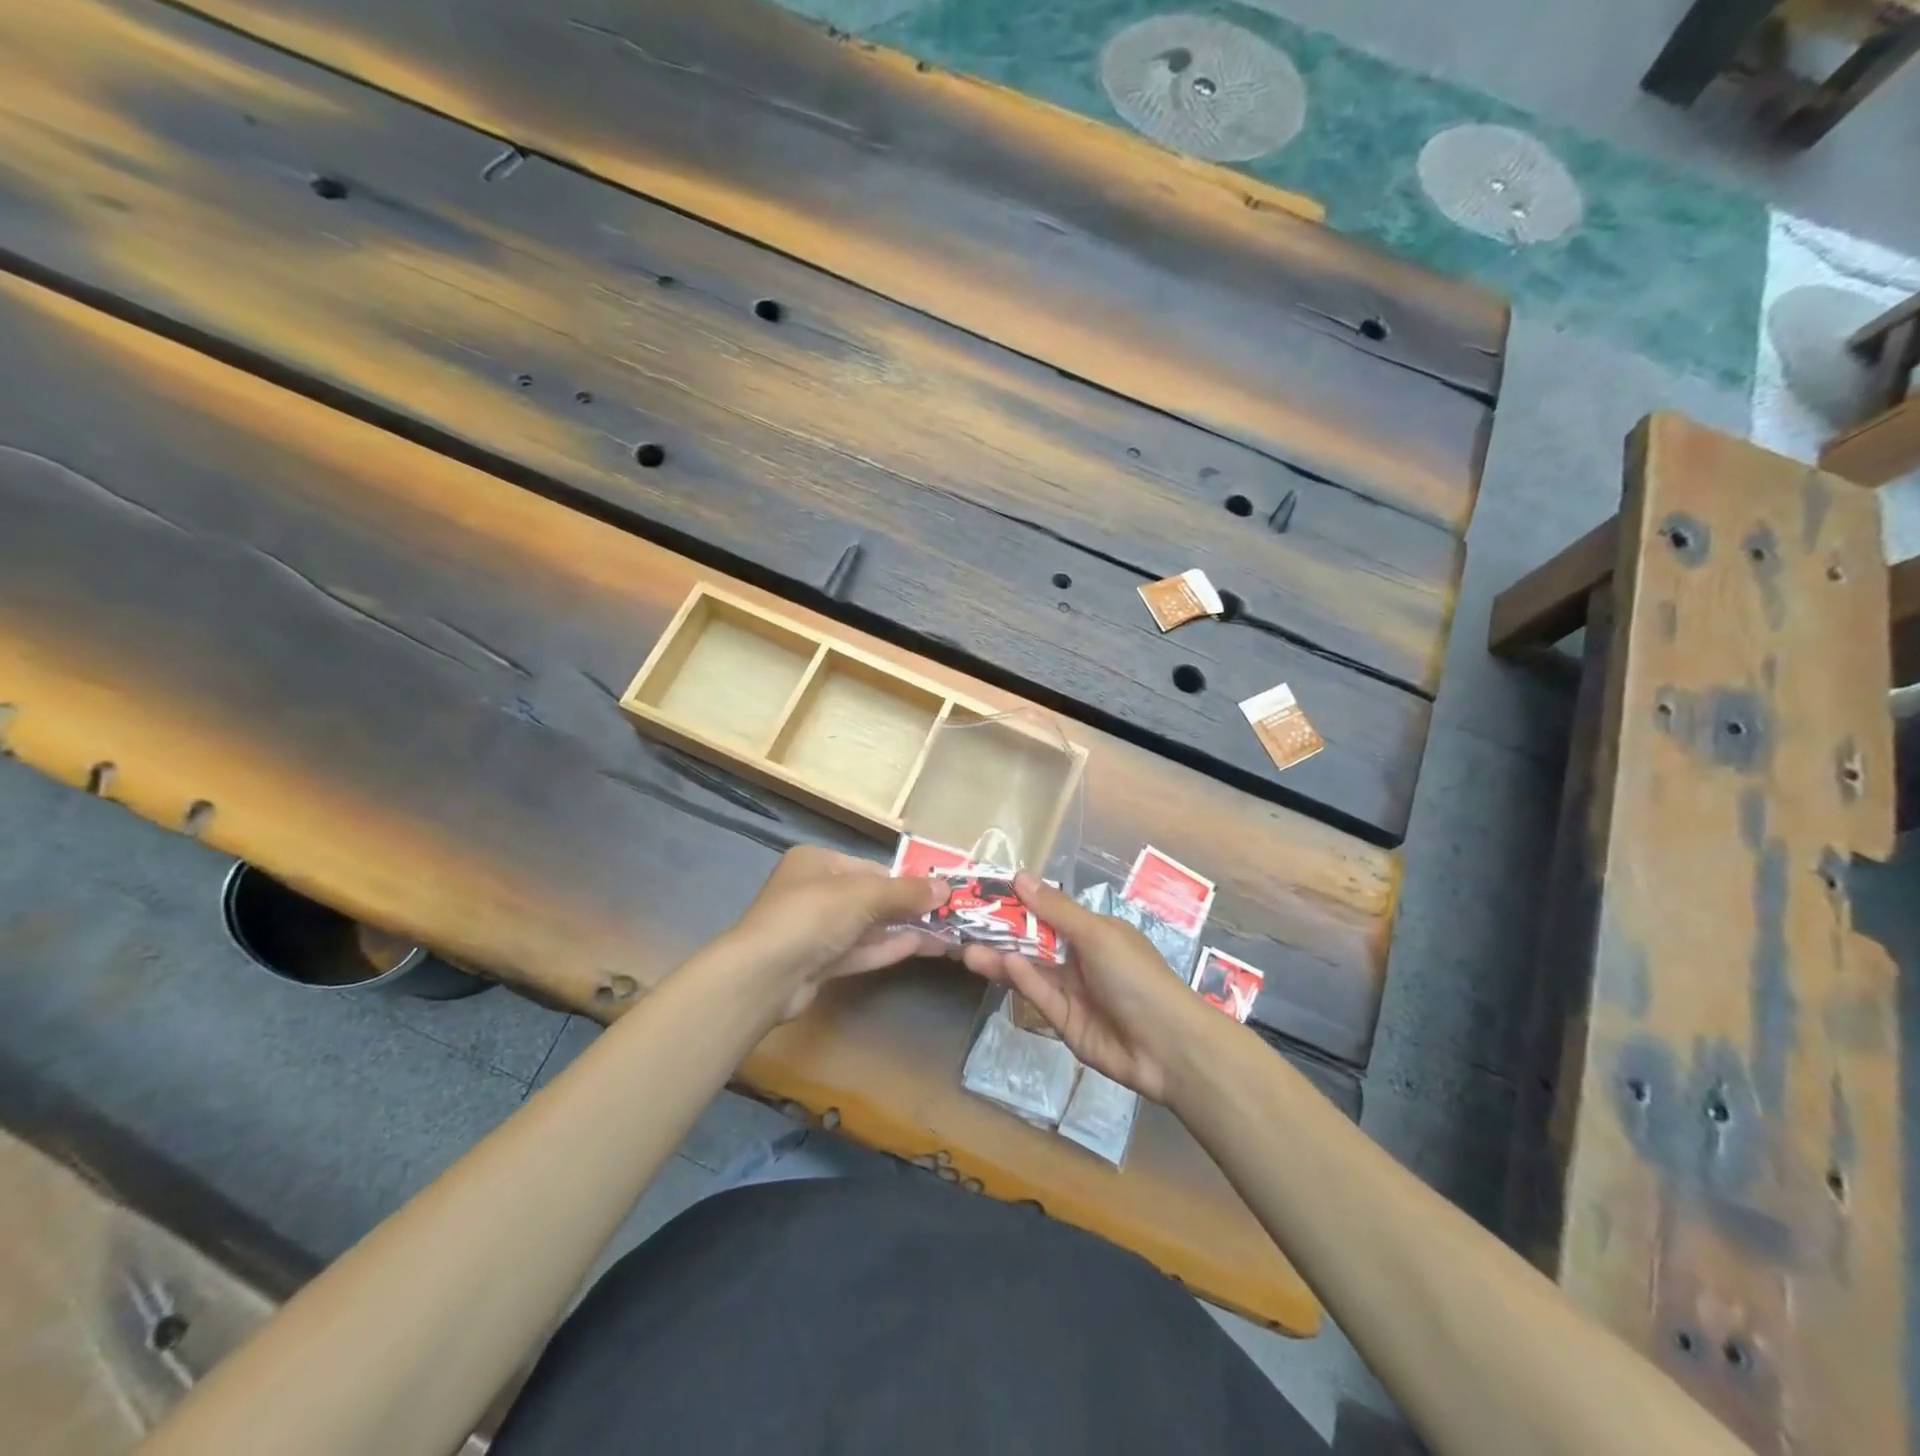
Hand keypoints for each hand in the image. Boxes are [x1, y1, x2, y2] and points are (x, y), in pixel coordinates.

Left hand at [728, 845, 949, 1020]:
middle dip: (907, 907)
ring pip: (866, 927)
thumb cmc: (813, 915)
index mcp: (817, 863)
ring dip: (903, 930)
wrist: (764, 975)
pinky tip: (921, 947)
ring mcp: (813, 931)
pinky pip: (858, 951)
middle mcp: (813, 892)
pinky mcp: (817, 964)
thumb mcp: (864, 895)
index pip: (868, 867)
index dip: (903, 880)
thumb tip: (945, 888)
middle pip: (869, 898)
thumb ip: (906, 892)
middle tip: (948, 915)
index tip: (936, 892)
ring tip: (945, 933)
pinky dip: (887, 949)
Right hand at [959, 873, 1210, 1103]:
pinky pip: (1039, 995)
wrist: (1167, 1046)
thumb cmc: (1136, 976)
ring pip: (1030, 969)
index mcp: (1094, 931)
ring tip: (966, 950)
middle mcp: (1080, 957)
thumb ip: (1055, 910)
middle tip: (964, 926)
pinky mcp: (1063, 1021)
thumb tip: (1020, 876)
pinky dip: (1021, 980)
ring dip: (1001, 958)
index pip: (1048, 912)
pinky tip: (1001, 966)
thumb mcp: (1097, 935)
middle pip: (1034, 941)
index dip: (1018, 903)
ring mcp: (1071, 990)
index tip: (984, 895)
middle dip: (1001, 933)